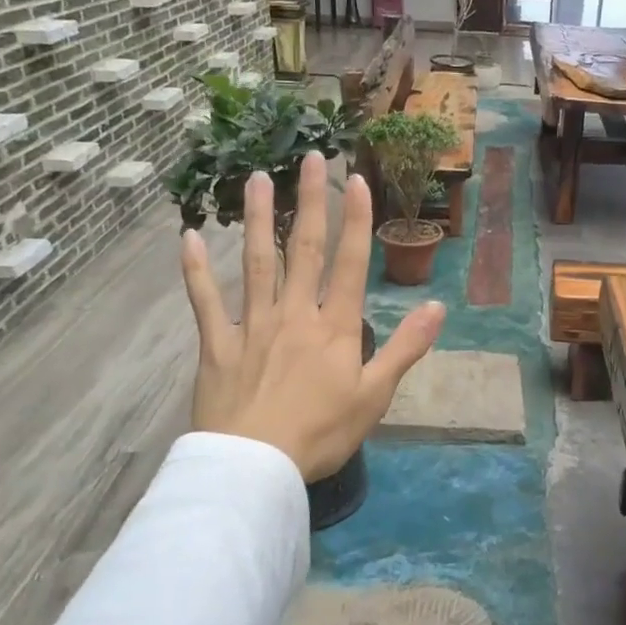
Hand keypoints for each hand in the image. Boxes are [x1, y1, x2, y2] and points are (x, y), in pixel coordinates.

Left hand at [179, 151, 444, 480]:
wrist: (256, 466)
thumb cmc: (321, 433)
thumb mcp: (375, 396)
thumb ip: (406, 349)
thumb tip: (438, 307)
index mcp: (335, 327)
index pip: (350, 263)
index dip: (356, 220)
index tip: (356, 179)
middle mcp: (295, 313)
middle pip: (303, 249)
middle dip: (310, 202)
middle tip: (310, 157)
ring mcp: (253, 325)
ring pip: (256, 262)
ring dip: (258, 218)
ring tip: (257, 177)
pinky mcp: (218, 344)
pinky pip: (204, 301)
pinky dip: (195, 270)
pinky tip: (187, 238)